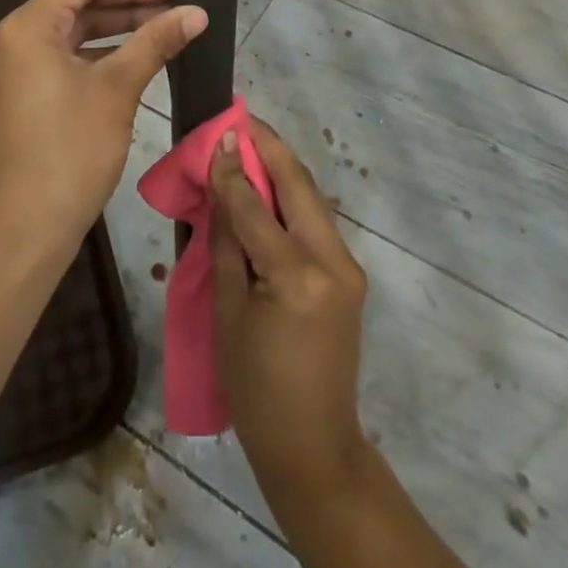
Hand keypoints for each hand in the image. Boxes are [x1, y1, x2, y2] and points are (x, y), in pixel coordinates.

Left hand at [0, 0, 206, 271]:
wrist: (20, 236)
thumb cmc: (68, 155)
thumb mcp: (116, 91)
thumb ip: (155, 41)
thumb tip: (197, 11)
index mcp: (27, 24)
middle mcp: (13, 36)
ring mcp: (13, 65)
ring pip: (73, 26)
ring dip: (118, 19)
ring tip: (167, 11)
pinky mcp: (20, 90)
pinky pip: (64, 52)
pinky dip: (101, 47)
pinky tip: (138, 47)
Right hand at [211, 118, 369, 504]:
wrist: (313, 447)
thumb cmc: (256, 387)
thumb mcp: (228, 312)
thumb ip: (228, 241)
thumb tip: (222, 185)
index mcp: (298, 276)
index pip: (257, 206)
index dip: (234, 167)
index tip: (218, 131)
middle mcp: (333, 261)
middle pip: (299, 186)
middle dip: (270, 147)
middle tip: (240, 119)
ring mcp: (348, 267)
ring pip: (311, 198)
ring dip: (281, 169)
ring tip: (249, 142)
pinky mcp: (349, 275)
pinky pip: (315, 221)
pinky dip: (290, 197)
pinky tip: (267, 185)